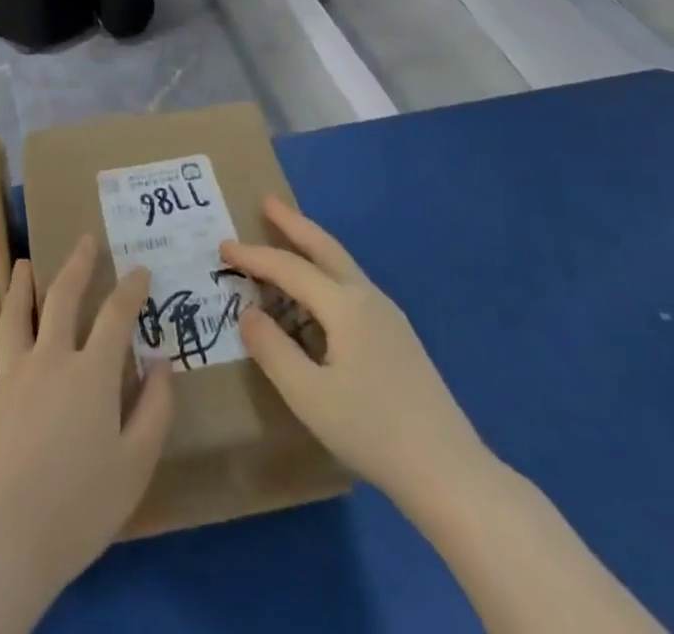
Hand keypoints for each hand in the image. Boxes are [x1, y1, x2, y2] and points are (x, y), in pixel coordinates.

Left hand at [0, 237, 173, 602]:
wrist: (6, 539)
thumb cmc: (79, 507)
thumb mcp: (135, 465)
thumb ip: (154, 410)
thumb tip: (162, 363)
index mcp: (91, 373)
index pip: (116, 316)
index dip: (131, 288)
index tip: (140, 268)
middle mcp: (50, 359)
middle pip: (63, 298)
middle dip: (77, 265)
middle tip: (85, 240)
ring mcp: (11, 375)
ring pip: (15, 316)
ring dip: (21, 286)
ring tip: (24, 263)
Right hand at [221, 196, 495, 524]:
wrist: (450, 473)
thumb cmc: (372, 431)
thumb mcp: (308, 396)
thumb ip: (272, 350)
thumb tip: (248, 313)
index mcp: (345, 305)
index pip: (289, 268)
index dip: (253, 256)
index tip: (223, 247)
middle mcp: (368, 298)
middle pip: (325, 247)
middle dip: (294, 222)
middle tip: (267, 200)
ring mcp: (389, 316)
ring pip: (342, 265)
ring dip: (312, 246)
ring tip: (288, 238)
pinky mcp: (399, 338)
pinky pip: (352, 286)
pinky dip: (326, 272)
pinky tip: (319, 296)